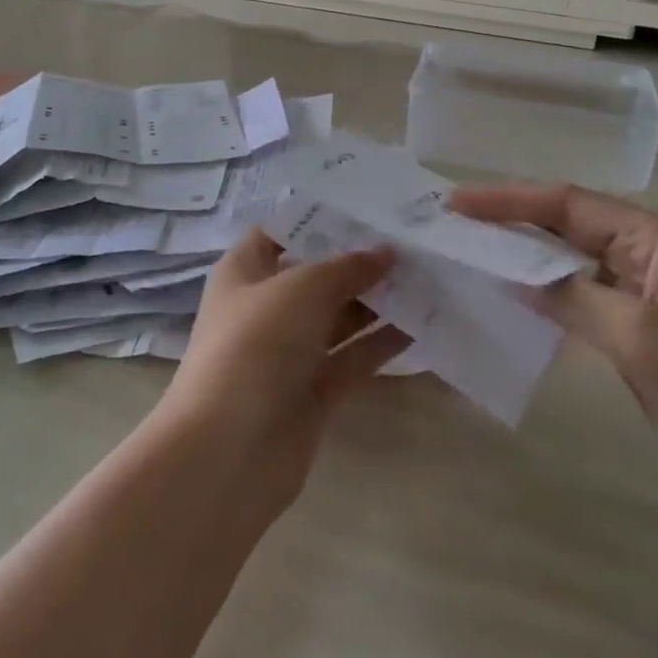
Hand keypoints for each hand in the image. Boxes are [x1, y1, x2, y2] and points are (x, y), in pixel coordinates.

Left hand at [160, 229, 409, 495]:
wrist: (228, 451)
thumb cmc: (255, 346)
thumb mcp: (301, 289)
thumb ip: (347, 267)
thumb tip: (386, 252)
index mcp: (245, 272)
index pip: (283, 231)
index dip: (320, 218)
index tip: (369, 205)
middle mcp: (267, 307)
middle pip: (319, 274)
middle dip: (362, 260)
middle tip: (414, 240)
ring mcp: (291, 351)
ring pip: (342, 316)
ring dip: (380, 300)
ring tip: (430, 275)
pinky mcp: (315, 390)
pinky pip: (355, 355)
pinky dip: (385, 341)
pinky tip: (425, 322)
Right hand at [449, 185, 657, 514]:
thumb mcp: (641, 335)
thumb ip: (572, 297)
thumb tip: (512, 274)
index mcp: (656, 238)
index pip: (568, 203)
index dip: (509, 200)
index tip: (456, 205)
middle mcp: (647, 256)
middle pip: (565, 227)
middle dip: (510, 224)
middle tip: (452, 227)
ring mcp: (642, 297)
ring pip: (569, 264)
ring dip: (523, 260)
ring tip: (469, 258)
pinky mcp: (636, 335)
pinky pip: (578, 301)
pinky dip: (543, 298)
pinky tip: (509, 303)